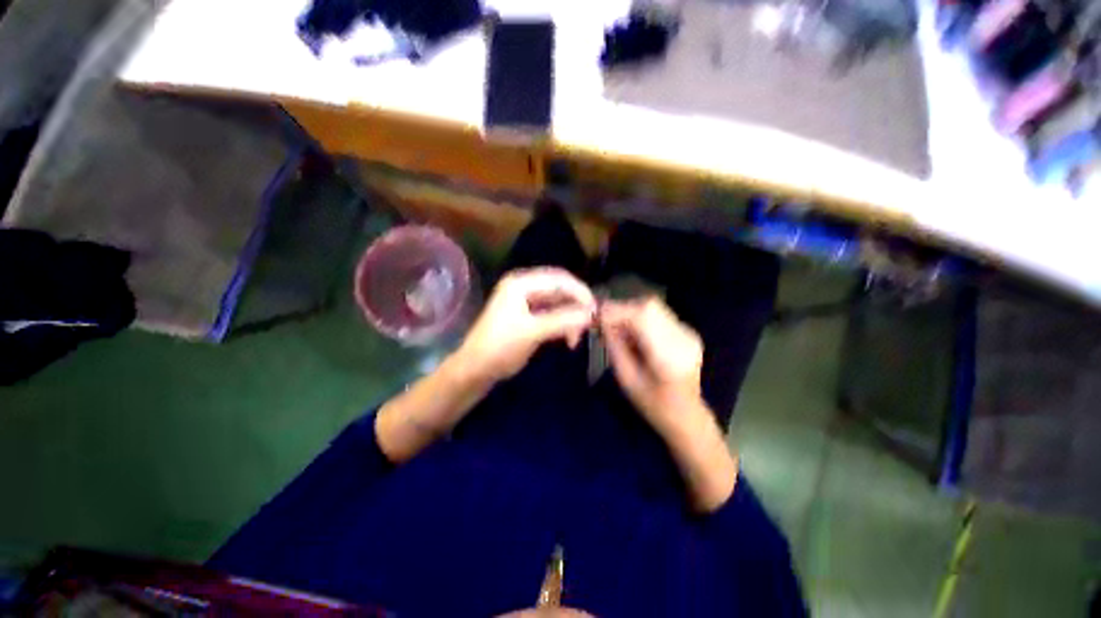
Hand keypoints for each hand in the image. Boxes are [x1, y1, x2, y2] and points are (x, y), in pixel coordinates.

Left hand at [456, 268, 595, 384]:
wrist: (476, 369)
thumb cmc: (500, 347)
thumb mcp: (532, 332)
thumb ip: (562, 320)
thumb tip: (591, 314)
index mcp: (521, 283)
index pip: (559, 279)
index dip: (580, 292)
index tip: (595, 311)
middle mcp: (524, 287)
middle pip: (560, 290)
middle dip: (576, 306)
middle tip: (590, 325)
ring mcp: (526, 301)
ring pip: (558, 303)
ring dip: (571, 318)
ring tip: (576, 338)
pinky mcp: (529, 316)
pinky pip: (553, 314)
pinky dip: (563, 324)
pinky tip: (569, 338)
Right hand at [601, 296, 737, 511]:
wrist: (687, 416)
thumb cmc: (652, 405)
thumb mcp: (626, 379)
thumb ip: (614, 346)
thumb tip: (603, 320)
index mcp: (668, 356)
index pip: (642, 317)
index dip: (617, 311)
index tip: (597, 315)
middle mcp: (683, 338)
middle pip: (650, 306)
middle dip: (622, 309)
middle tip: (605, 321)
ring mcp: (688, 333)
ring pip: (654, 307)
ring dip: (631, 312)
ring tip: (617, 328)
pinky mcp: (687, 332)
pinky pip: (659, 315)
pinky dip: (641, 318)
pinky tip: (634, 334)